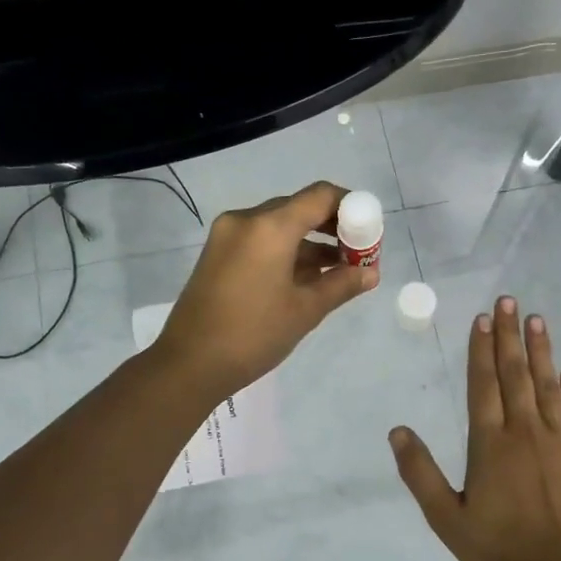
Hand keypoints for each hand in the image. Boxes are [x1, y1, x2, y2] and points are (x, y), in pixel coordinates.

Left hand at [154, 181, 378, 398]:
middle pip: (298, 208)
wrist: (189, 364)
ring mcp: (227, 236)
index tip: (369, 231)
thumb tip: (371, 273)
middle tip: (356, 254)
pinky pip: (260, 240)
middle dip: (331, 227)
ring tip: (337, 271)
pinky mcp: (217, 254)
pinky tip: (305, 278)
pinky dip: (285, 251)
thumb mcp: (305, 310)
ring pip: (278, 226)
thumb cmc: (254, 334)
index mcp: (269, 227)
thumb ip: (341, 284)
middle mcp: (246, 220)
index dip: (350, 207)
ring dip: (309, 242)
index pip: (320, 196)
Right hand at [390, 296, 560, 560]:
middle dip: (510, 336)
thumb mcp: (446, 517)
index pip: (483, 384)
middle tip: (510, 301)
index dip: (482, 349)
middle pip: (516, 374)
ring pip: (548, 385)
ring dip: (541, 351)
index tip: (484, 318)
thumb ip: (420, 472)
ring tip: (537, 321)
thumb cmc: (499, 547)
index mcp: (489, 442)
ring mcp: (560, 440)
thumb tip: (397, 431)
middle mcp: (524, 430)